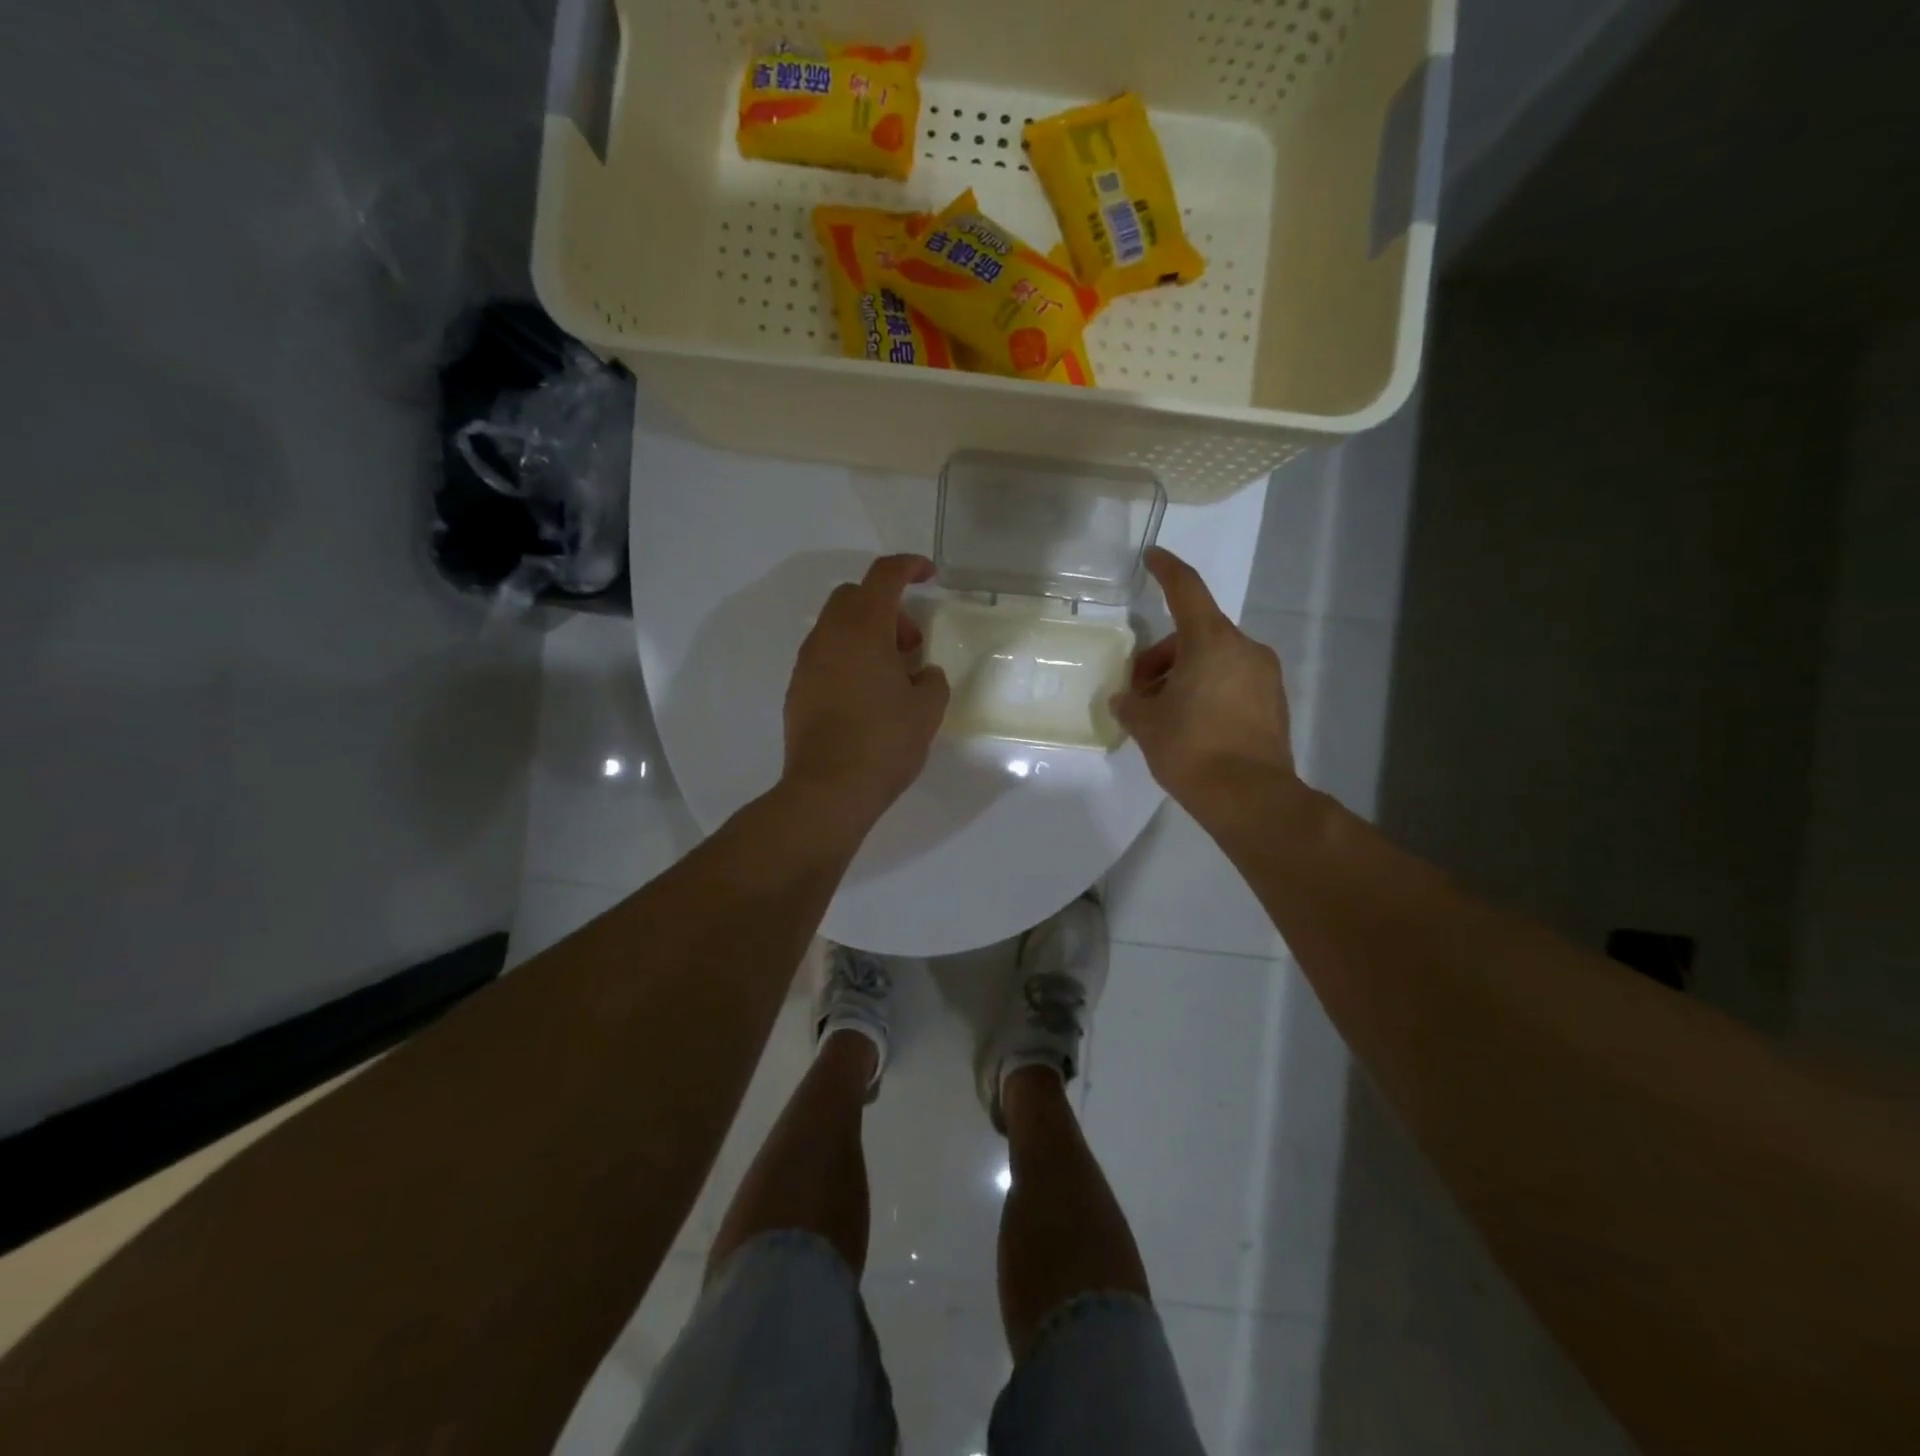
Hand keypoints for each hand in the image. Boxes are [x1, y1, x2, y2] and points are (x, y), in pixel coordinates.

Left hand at [782, 554, 950, 832]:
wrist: (829, 789)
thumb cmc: (884, 742)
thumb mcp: (927, 710)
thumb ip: (931, 680)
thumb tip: (922, 674)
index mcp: (863, 629)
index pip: (884, 576)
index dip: (909, 566)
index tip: (929, 574)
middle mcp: (828, 636)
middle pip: (854, 597)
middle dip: (887, 607)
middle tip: (911, 643)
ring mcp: (807, 663)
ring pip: (837, 627)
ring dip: (867, 634)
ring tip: (892, 674)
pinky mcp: (797, 690)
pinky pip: (826, 656)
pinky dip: (848, 658)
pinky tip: (867, 695)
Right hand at [1111, 547, 1298, 816]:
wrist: (1250, 797)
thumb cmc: (1191, 749)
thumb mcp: (1147, 724)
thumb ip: (1131, 704)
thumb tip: (1127, 701)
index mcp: (1211, 641)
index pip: (1186, 590)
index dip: (1167, 569)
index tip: (1153, 556)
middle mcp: (1244, 648)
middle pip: (1195, 634)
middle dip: (1162, 656)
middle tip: (1138, 691)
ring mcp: (1265, 675)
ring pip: (1215, 659)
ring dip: (1184, 674)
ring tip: (1162, 713)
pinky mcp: (1274, 702)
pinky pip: (1233, 681)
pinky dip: (1208, 689)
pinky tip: (1190, 723)